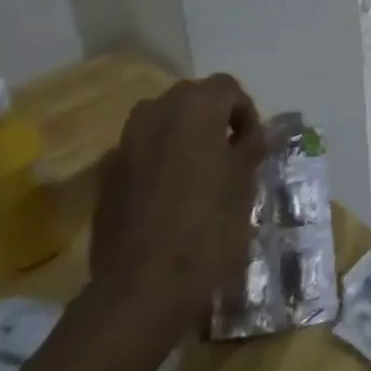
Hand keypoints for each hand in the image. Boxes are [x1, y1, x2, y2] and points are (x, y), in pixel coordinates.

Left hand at [90, 75, 266, 334]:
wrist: (143, 283)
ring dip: (183, 136)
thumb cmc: (208, 224)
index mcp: (194, 107)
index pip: (227, 87)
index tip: (253, 145)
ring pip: (162, 121)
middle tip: (230, 154)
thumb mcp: (244, 181)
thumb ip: (254, 146)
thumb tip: (265, 131)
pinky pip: (140, 150)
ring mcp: (124, 141)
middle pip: (192, 98)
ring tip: (200, 172)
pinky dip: (158, 159)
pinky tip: (168, 195)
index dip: (245, 111)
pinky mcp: (105, 173)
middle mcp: (155, 112)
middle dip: (213, 118)